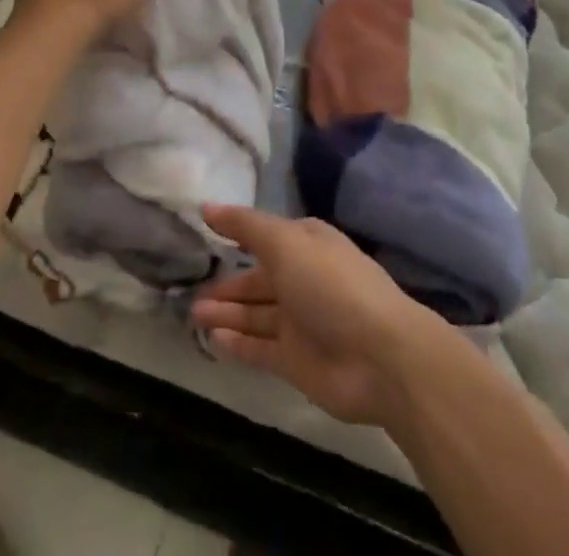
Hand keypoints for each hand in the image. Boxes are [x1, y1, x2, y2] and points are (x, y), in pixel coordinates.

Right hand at [192, 205, 439, 426]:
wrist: (380, 357)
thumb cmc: (330, 285)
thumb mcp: (285, 242)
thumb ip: (244, 225)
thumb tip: (206, 207)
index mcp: (305, 243)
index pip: (264, 235)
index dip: (235, 234)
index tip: (202, 234)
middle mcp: (302, 278)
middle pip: (257, 278)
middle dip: (226, 284)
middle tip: (187, 288)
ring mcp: (300, 321)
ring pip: (255, 313)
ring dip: (226, 312)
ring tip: (193, 314)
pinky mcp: (297, 360)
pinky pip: (259, 348)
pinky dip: (237, 343)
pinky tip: (212, 338)